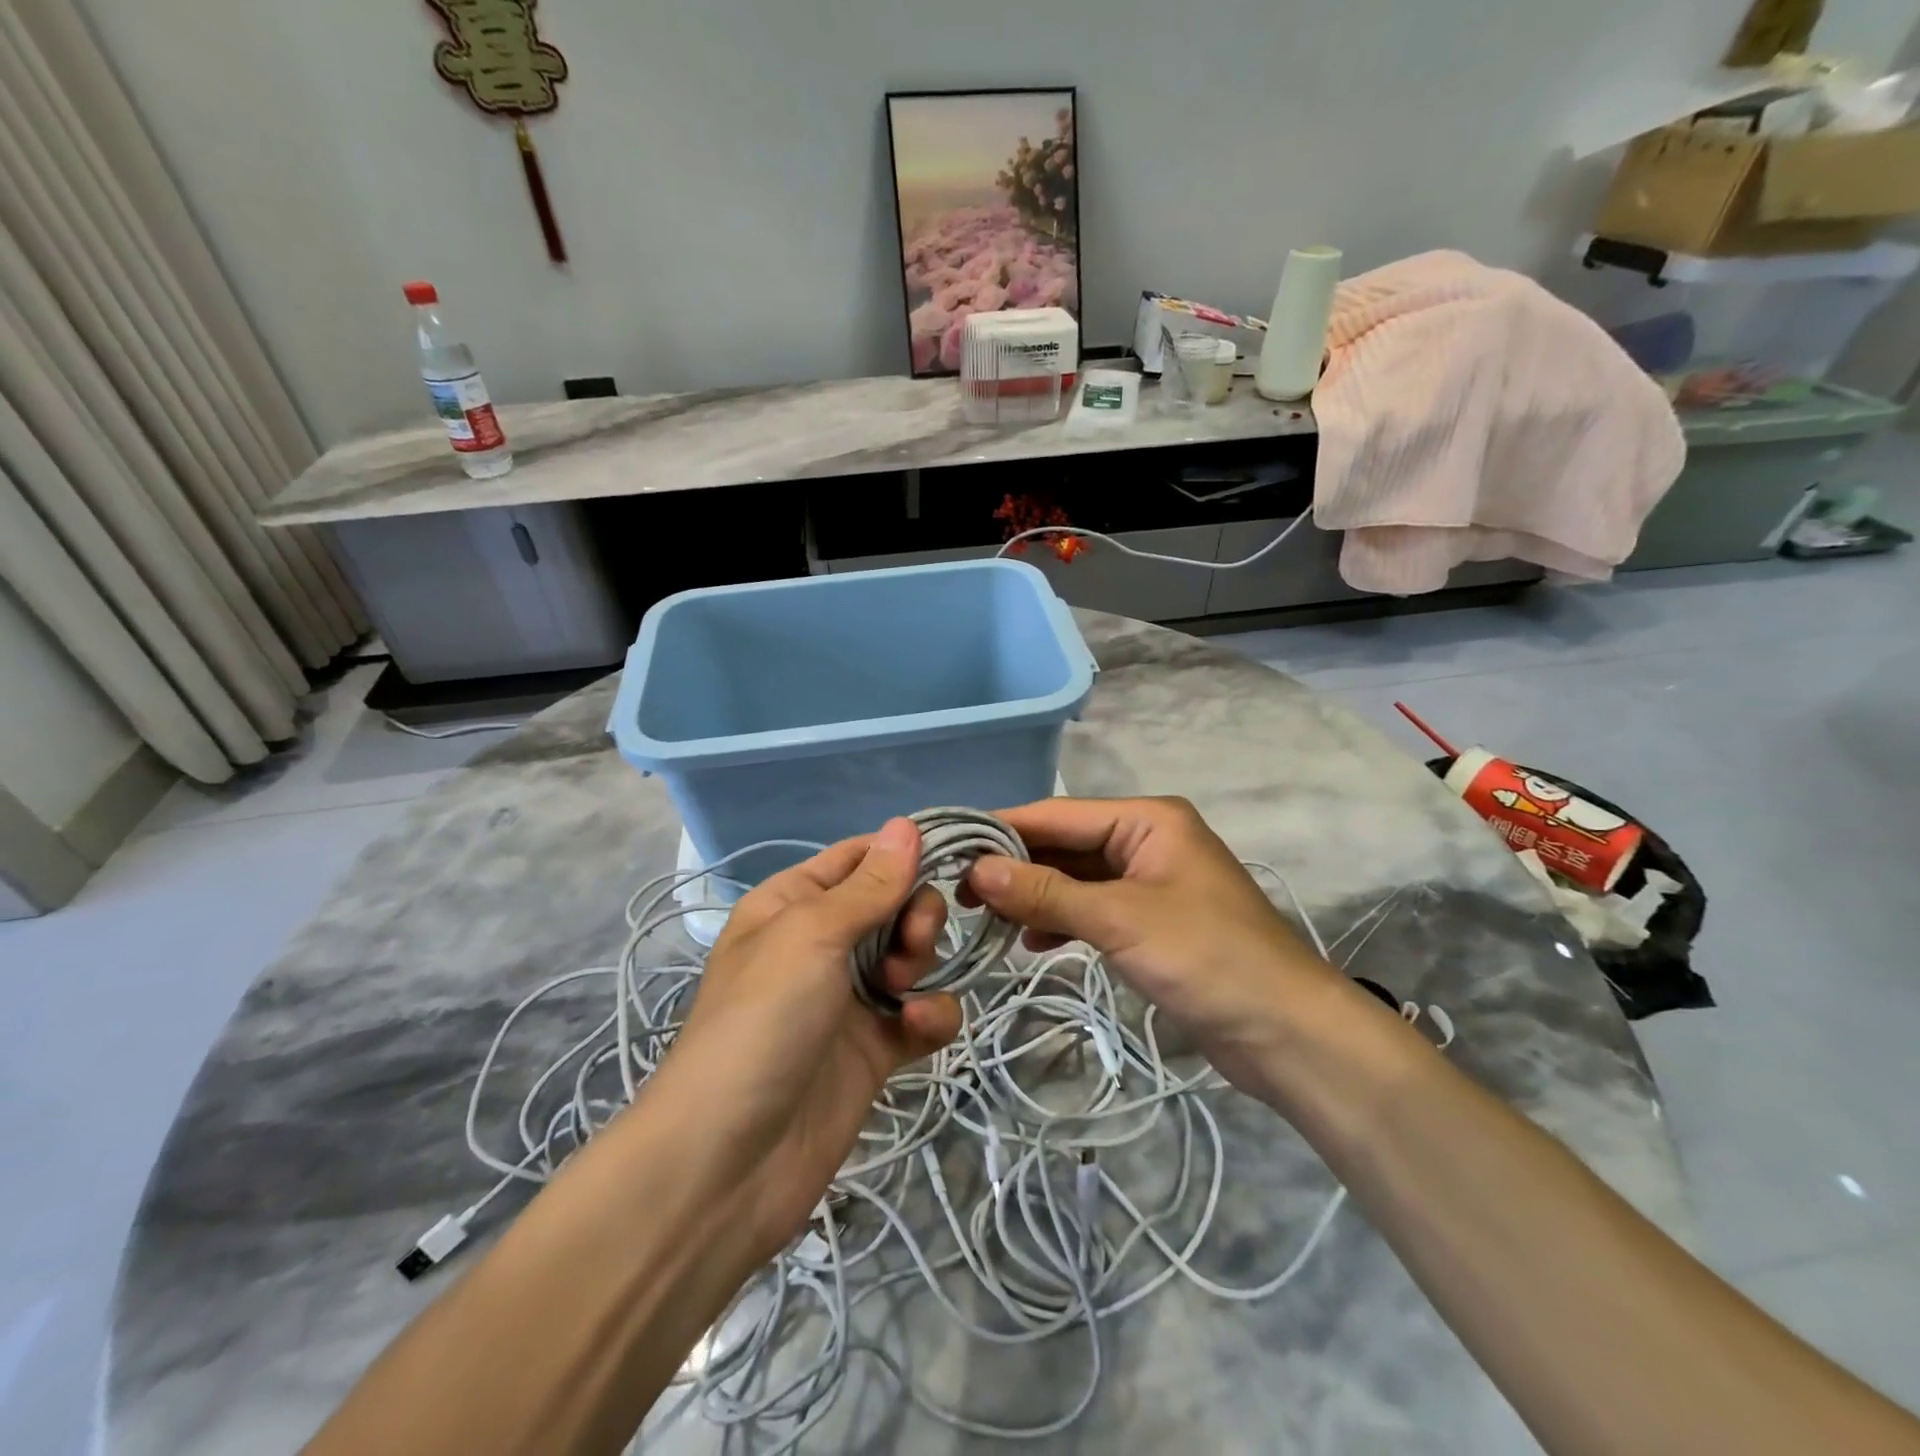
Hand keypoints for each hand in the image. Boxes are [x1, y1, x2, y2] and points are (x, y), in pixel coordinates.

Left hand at [650, 819, 961, 1266]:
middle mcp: (822, 943)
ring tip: (902, 991)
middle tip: (910, 942)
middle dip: (915, 914)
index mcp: (794, 903)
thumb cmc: (762, 1020)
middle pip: (894, 903)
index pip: (860, 857)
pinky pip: (922, 1013)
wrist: (730, 1162)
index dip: (904, 852)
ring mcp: (850, 997)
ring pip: (913, 955)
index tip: (952, 855)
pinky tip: (921, 1028)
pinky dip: (932, 1016)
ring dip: (922, 962)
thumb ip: (869, 884)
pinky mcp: (875, 1048)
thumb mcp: (811, 935)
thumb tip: (907, 823)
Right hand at [965, 797, 1348, 1099]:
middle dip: (1015, 867)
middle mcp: (1146, 840)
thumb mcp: (1119, 920)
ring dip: (1034, 896)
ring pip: (1075, 879)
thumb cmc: (1207, 958)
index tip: (949, 845)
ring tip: (984, 918)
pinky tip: (1030, 941)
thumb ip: (1046, 893)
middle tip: (956, 891)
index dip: (1003, 829)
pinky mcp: (1150, 922)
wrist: (1287, 1033)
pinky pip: (1092, 909)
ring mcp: (1149, 882)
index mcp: (1147, 820)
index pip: (1058, 815)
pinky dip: (1061, 921)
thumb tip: (976, 870)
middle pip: (1065, 845)